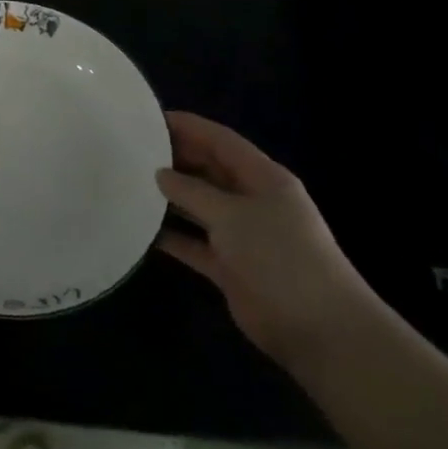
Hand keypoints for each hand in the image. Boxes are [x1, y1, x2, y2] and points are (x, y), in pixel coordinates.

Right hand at [153, 110, 380, 369]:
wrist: (318, 329)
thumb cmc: (279, 257)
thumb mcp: (232, 215)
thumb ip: (193, 191)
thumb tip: (161, 174)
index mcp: (263, 179)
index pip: (221, 141)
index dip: (188, 126)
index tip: (148, 119)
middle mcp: (252, 201)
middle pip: (209, 171)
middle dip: (174, 159)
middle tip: (131, 151)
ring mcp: (242, 235)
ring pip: (199, 206)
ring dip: (169, 197)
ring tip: (129, 184)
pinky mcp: (230, 266)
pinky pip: (194, 243)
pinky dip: (172, 236)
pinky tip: (141, 229)